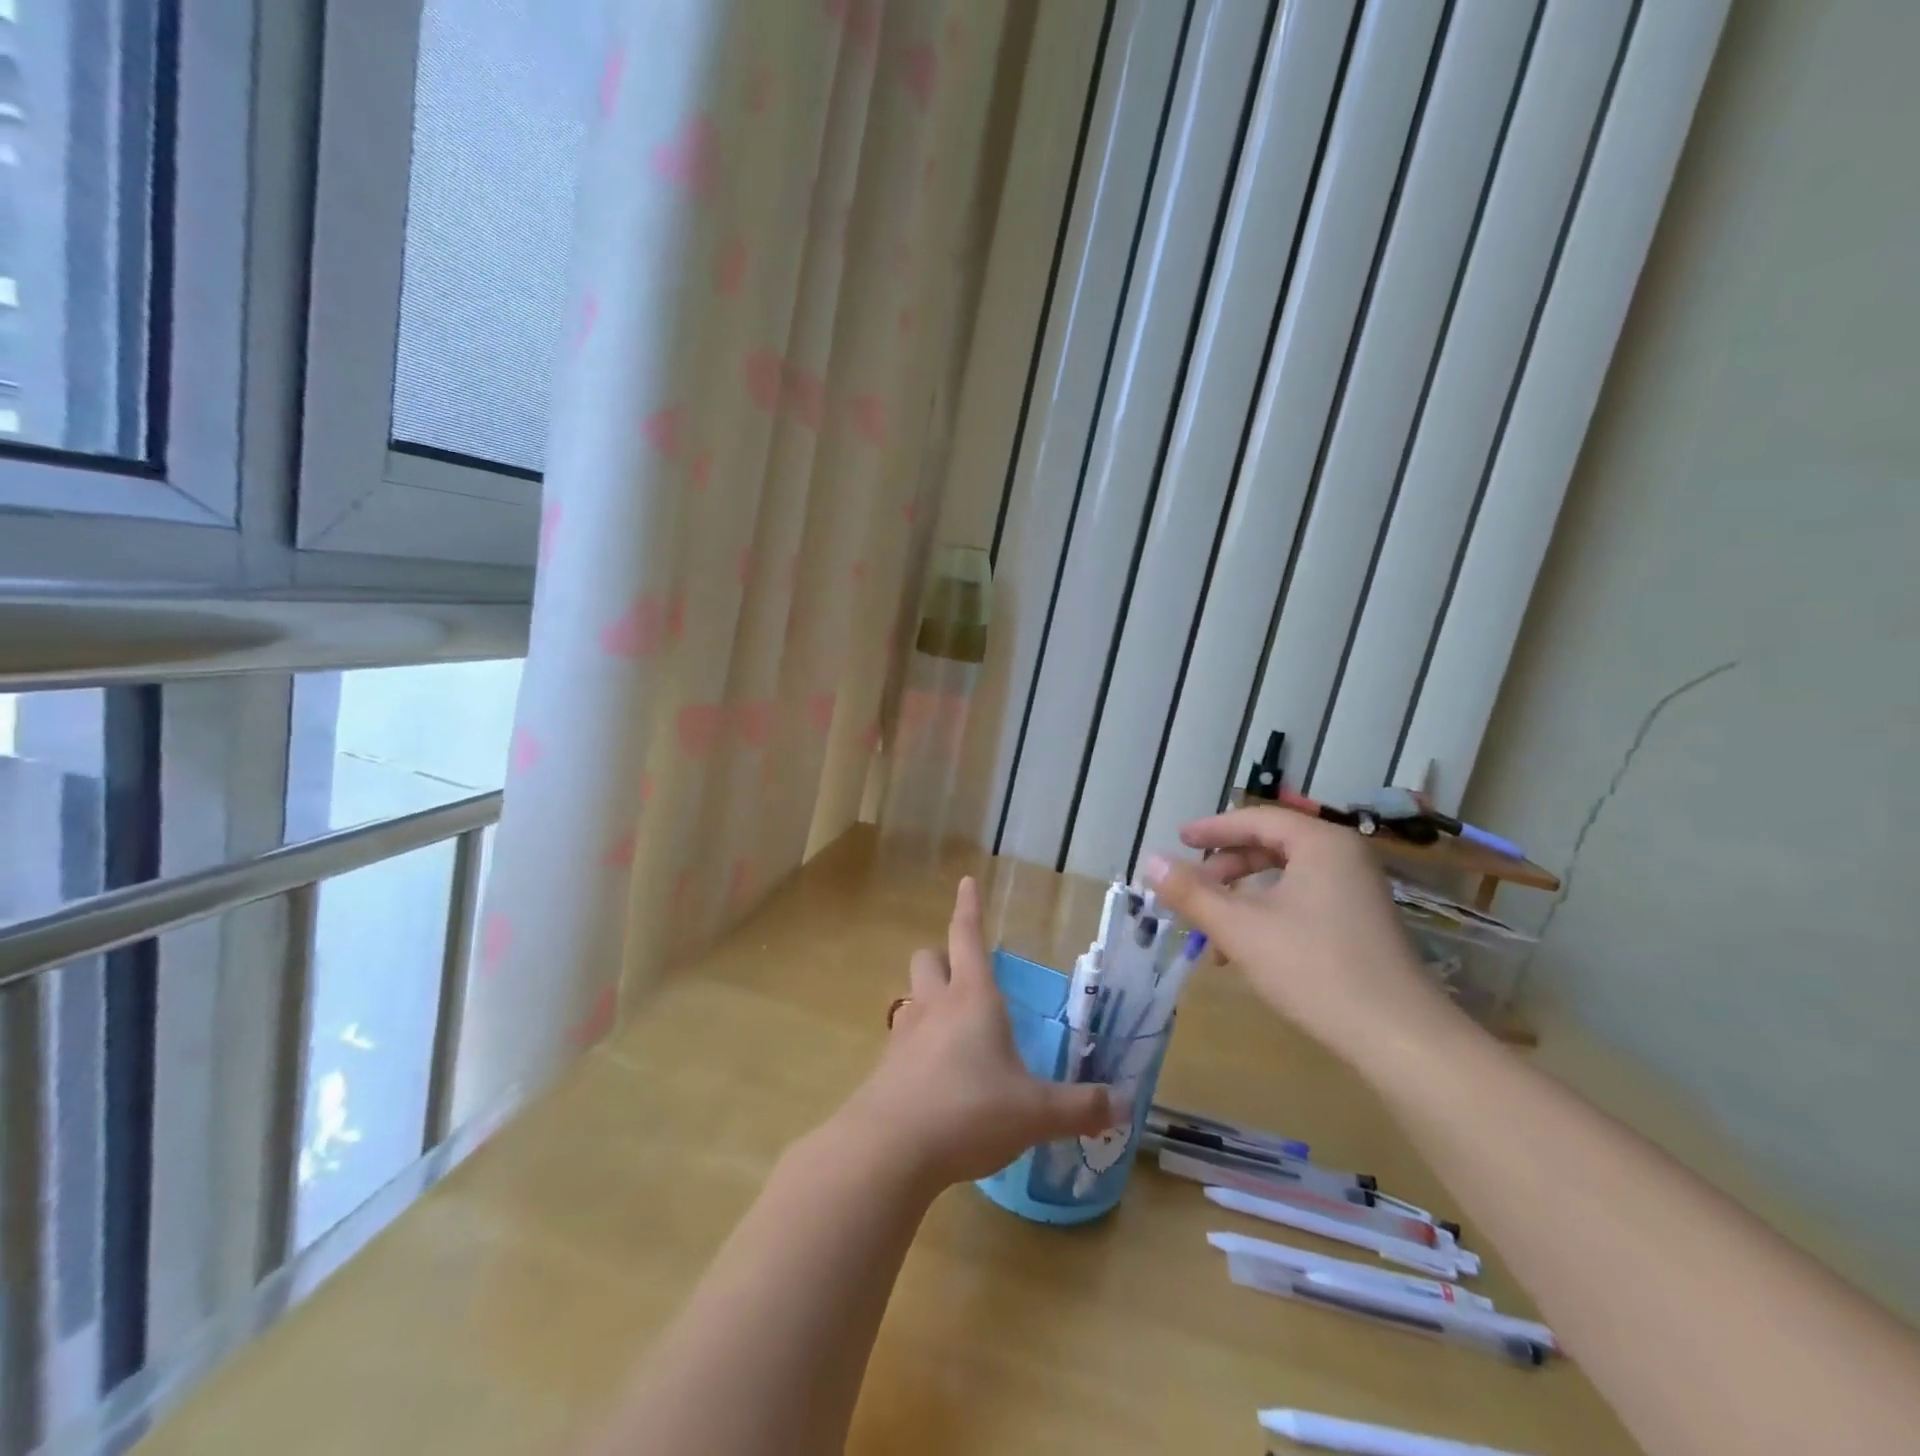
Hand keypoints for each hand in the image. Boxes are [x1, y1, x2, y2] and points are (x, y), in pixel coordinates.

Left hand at [841, 877, 1116, 1188]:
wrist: (889, 1150)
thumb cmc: (969, 1111)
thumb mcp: (1035, 1113)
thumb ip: (1080, 1107)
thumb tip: (1124, 1104)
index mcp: (972, 998)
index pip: (967, 936)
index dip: (969, 908)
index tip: (966, 881)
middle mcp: (935, 1005)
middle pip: (929, 958)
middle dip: (944, 956)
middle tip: (964, 973)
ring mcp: (904, 1034)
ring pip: (912, 995)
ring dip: (929, 998)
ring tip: (952, 1026)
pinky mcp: (885, 1068)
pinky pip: (902, 1039)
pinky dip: (918, 1044)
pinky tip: (935, 1076)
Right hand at [1141, 807, 1467, 1070]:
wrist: (1399, 1038)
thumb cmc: (1314, 969)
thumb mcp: (1240, 929)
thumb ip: (1191, 893)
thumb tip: (1150, 862)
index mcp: (1321, 844)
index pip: (1257, 820)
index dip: (1213, 829)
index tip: (1179, 840)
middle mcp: (1344, 858)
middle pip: (1271, 847)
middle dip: (1225, 869)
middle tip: (1191, 886)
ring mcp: (1358, 892)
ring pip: (1285, 879)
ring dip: (1242, 899)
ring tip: (1211, 932)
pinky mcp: (1362, 924)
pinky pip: (1303, 901)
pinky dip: (1268, 916)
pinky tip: (1246, 952)